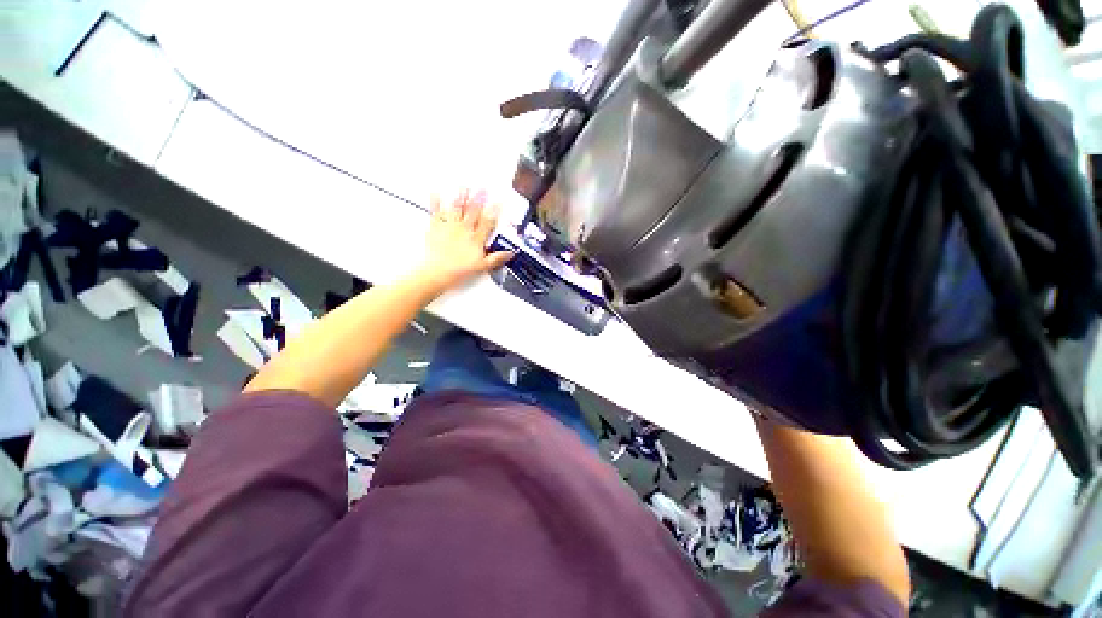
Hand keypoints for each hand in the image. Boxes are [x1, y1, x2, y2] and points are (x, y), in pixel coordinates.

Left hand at [415, 190, 513, 294]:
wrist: (438, 272)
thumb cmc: (461, 271)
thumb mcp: (482, 266)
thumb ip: (496, 258)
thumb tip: (511, 253)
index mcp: (476, 239)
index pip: (487, 222)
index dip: (494, 211)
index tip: (499, 201)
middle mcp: (464, 230)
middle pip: (473, 212)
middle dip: (479, 199)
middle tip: (483, 188)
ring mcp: (449, 227)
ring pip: (456, 208)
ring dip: (461, 197)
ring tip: (464, 186)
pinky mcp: (436, 228)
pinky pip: (435, 213)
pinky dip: (435, 202)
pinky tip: (435, 192)